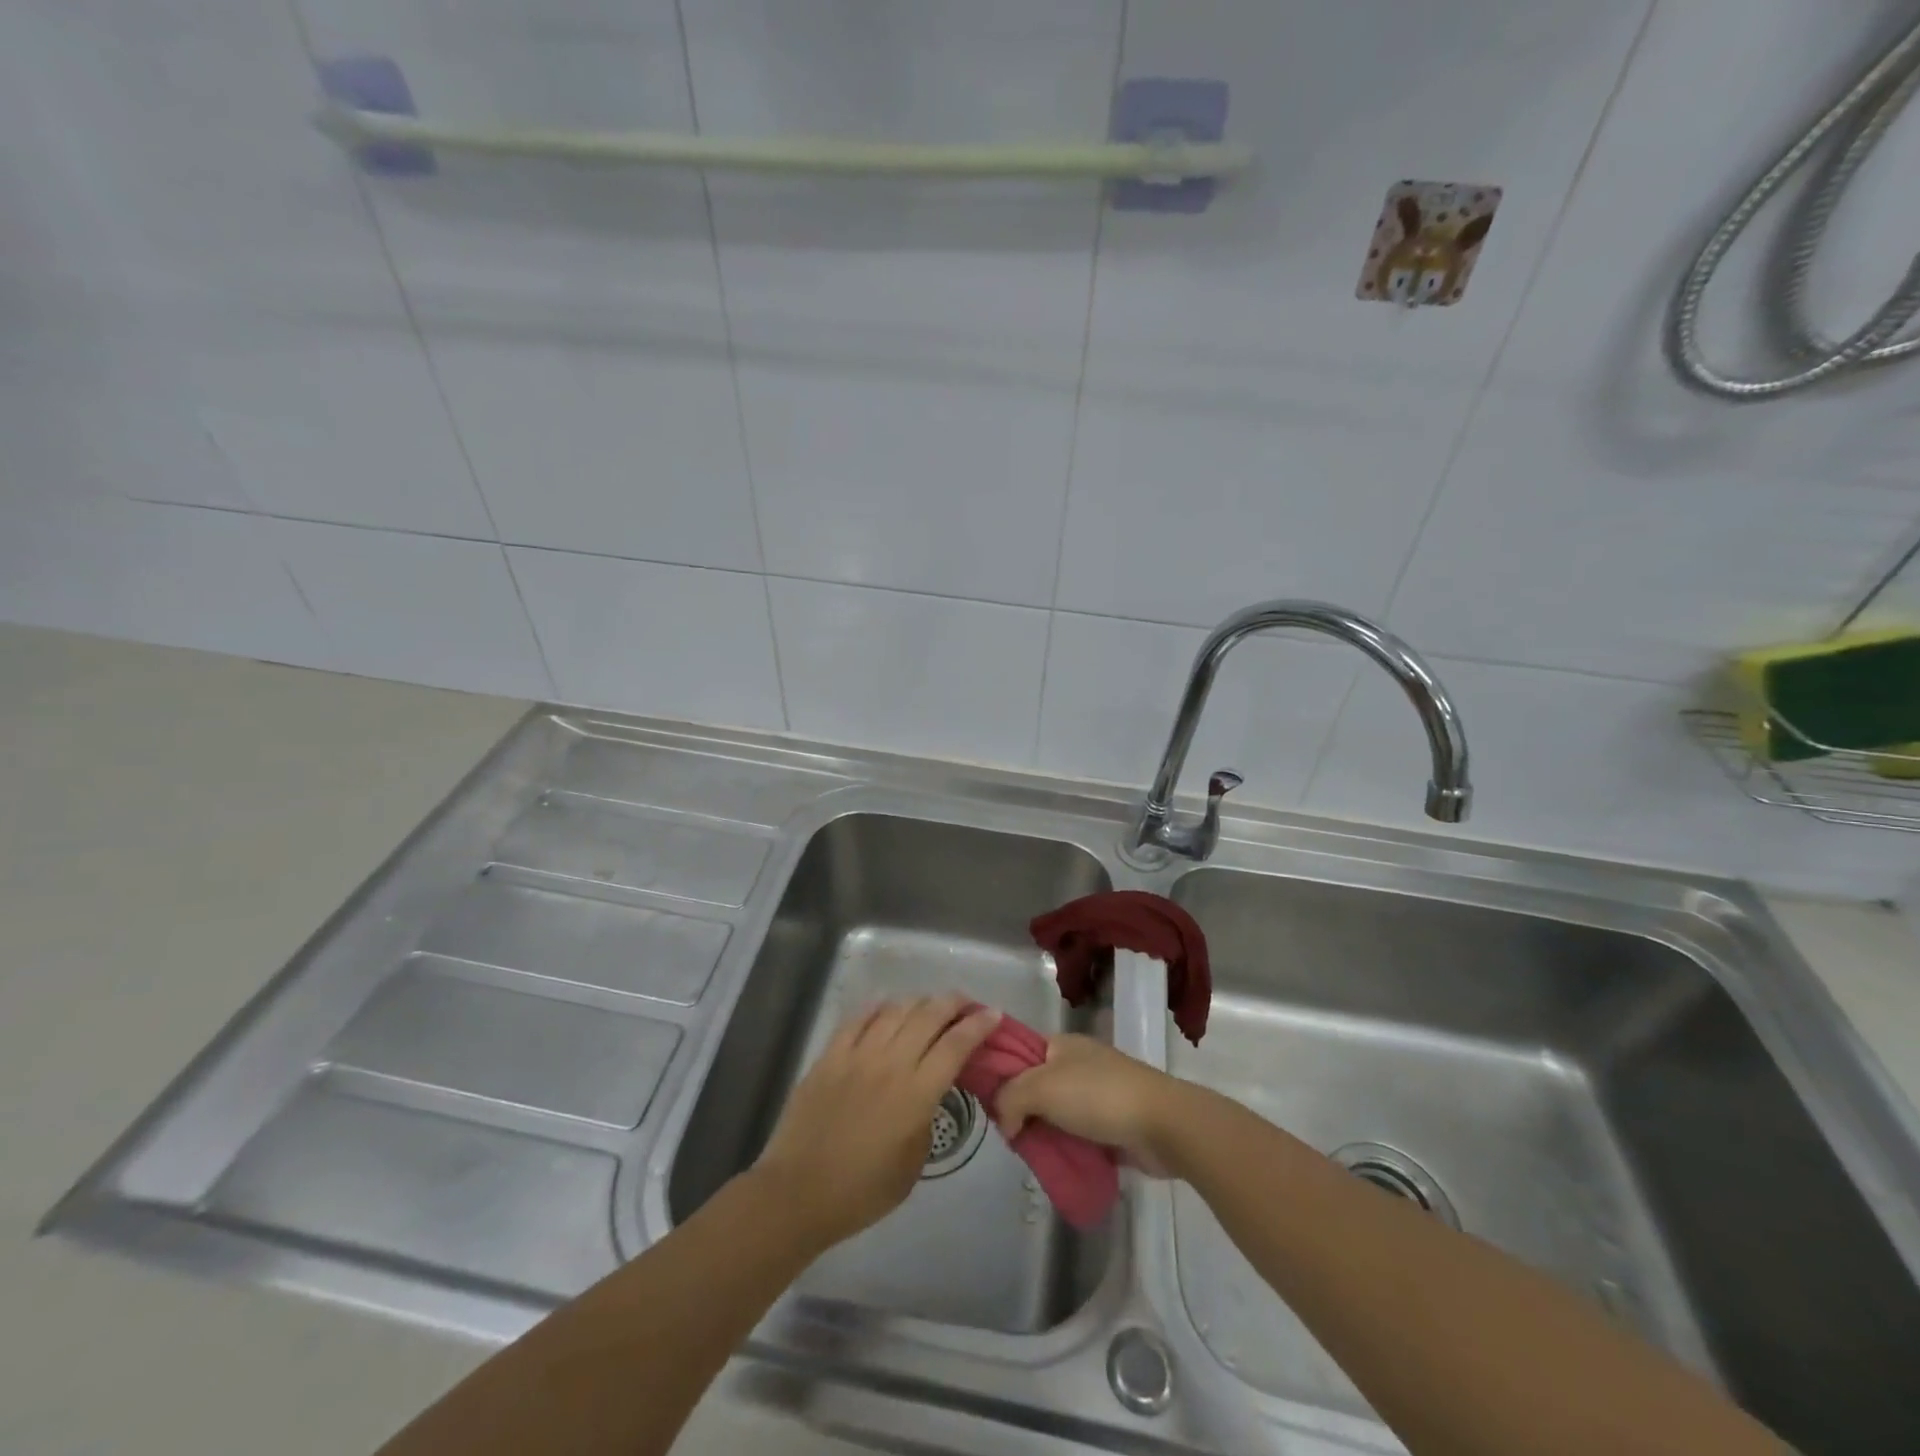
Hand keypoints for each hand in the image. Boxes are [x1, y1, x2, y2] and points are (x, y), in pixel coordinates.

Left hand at [753, 994, 999, 1250]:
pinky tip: (887, 1005)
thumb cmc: (862, 1191)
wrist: (798, 1193)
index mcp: (917, 1094)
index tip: (993, 1013)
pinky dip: (878, 1007)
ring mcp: (857, 1054)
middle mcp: (891, 1063)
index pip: (956, 1045)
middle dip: (953, 1003)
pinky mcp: (830, 1055)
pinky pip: (858, 1018)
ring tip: (929, 1004)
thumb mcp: (913, 1163)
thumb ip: (926, 1117)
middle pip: (929, 1016)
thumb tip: (928, 1090)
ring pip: (896, 1010)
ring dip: (919, 1001)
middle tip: (966, 1002)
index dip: (978, 1025)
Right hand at [994, 1034, 1186, 1176]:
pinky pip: (1074, 1135)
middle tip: (1007, 1136)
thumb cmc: (1097, 1095)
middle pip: (1033, 1086)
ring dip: (1042, 1133)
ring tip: (1027, 1155)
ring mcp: (1094, 1094)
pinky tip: (1052, 1163)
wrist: (1161, 1124)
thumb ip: (1010, 1099)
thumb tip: (1005, 1123)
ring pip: (1053, 1113)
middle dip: (1019, 1110)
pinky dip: (1064, 1148)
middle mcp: (1075, 1064)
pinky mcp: (1109, 1124)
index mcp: (1059, 1044)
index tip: (984, 1102)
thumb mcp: (1041, 1088)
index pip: (1017, 1051)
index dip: (998, 1073)